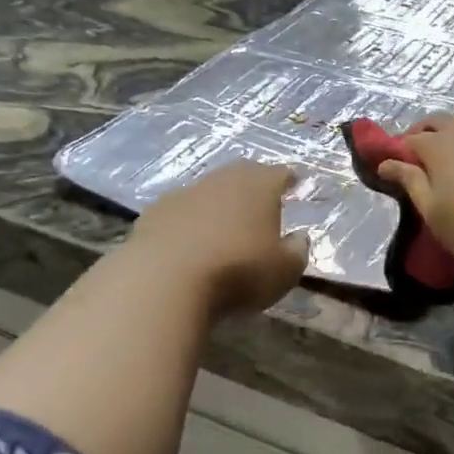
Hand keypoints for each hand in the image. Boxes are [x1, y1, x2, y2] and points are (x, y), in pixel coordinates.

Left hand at [131, 161, 309, 315]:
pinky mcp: (154, 213)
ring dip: (218, 203)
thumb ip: (297, 251)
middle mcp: (223, 180)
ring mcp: (184, 193)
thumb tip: (299, 238)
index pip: (280, 173)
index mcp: (260, 186)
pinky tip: (189, 240)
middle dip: (253, 184)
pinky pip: (180, 211)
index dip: (289, 179)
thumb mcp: (284, 271)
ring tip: (224, 223)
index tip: (295, 183)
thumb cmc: (238, 272)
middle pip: (242, 173)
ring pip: (208, 190)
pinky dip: (188, 221)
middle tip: (261, 200)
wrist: (165, 280)